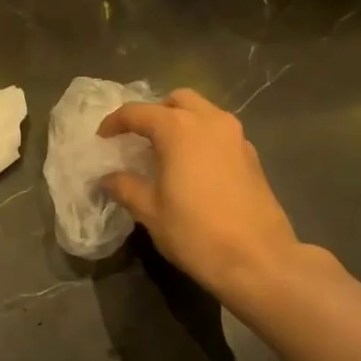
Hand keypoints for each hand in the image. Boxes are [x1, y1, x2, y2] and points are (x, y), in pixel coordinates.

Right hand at [98, 88, 314, 300]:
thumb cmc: (195, 233)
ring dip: (181, 122)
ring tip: (165, 151)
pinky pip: (220, 132)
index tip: (102, 138)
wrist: (258, 260)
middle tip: (138, 138)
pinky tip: (192, 167)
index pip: (138, 112)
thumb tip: (108, 178)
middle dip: (154, 113)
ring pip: (203, 112)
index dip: (115, 122)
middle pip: (177, 100)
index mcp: (179, 129)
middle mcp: (209, 121)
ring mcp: (236, 136)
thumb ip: (125, 187)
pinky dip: (201, 137)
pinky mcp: (251, 155)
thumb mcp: (150, 212)